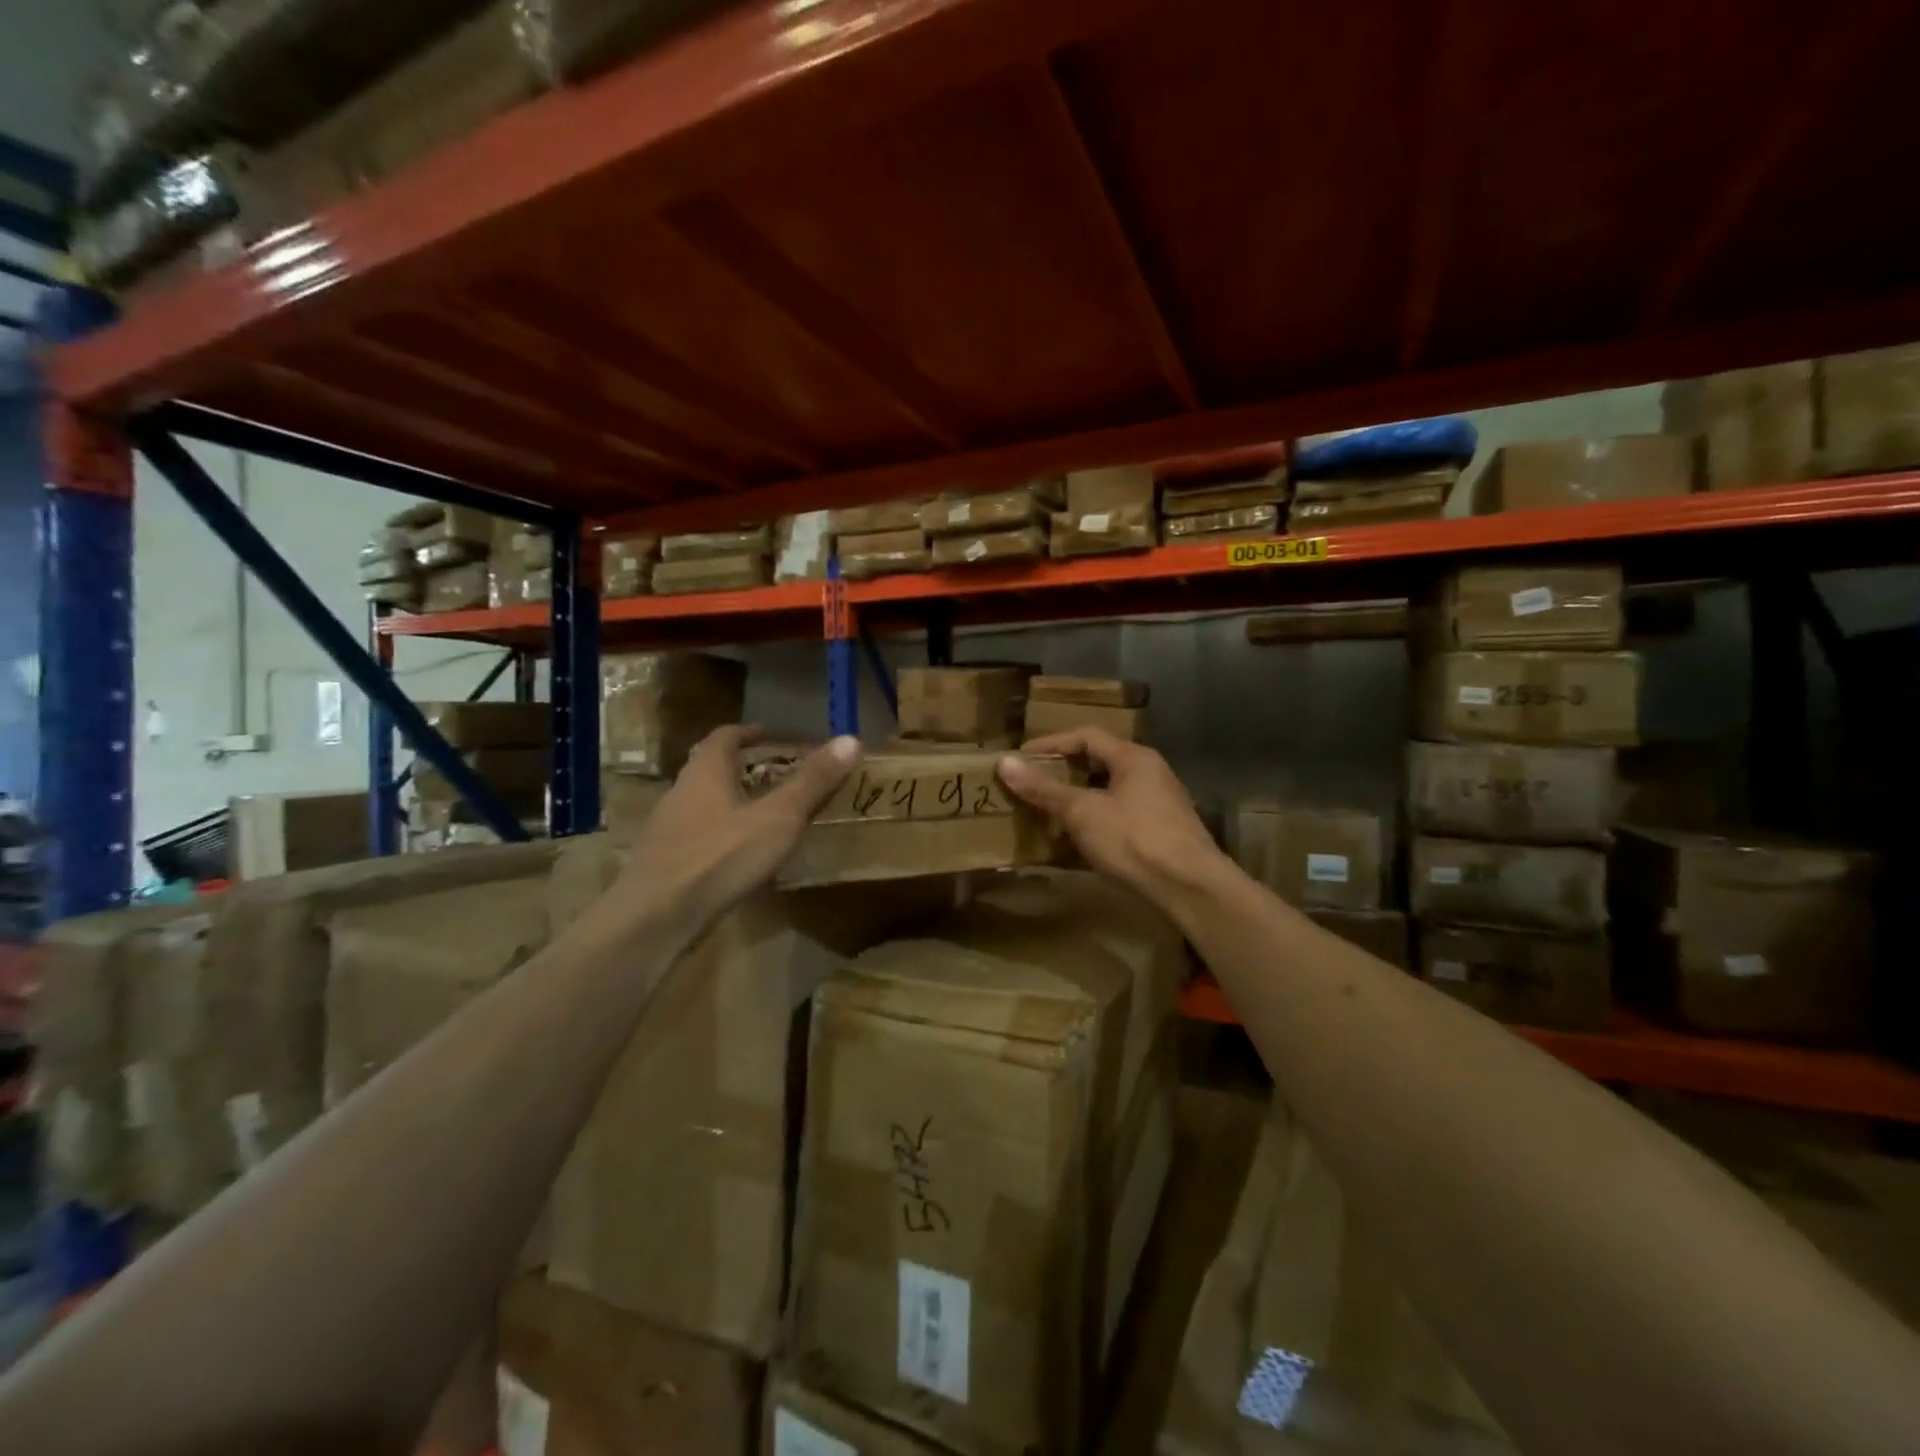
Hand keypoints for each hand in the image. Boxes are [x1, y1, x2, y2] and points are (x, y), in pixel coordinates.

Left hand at [615, 726, 861, 931]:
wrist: (655, 919)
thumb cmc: (720, 858)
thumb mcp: (778, 818)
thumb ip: (813, 782)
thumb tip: (851, 739)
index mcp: (705, 773)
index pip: (724, 737)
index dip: (749, 733)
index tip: (771, 736)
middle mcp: (681, 793)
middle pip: (710, 769)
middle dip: (742, 769)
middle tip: (776, 776)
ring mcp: (667, 831)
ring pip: (703, 804)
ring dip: (731, 803)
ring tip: (764, 817)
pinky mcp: (663, 864)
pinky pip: (697, 837)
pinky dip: (721, 836)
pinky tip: (739, 858)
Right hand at [997, 729, 1228, 907]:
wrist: (1191, 889)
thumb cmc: (1135, 840)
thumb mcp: (1082, 812)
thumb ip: (1044, 789)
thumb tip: (1005, 763)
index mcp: (1134, 758)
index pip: (1086, 736)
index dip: (1051, 744)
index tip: (1022, 759)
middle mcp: (1150, 774)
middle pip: (1098, 764)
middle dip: (1063, 775)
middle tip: (1032, 787)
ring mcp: (1159, 806)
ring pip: (1108, 794)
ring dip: (1077, 802)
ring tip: (1047, 817)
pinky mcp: (1162, 835)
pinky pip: (1119, 819)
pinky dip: (1094, 825)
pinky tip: (1076, 845)